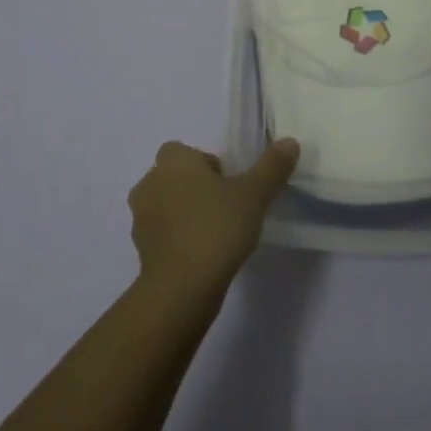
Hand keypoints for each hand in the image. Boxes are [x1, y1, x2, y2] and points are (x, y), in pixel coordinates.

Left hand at [127, 139, 298, 300]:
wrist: (182, 288)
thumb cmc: (217, 228)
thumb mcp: (254, 195)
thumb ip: (272, 167)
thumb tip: (290, 142)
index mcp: (173, 161)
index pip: (184, 151)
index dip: (205, 164)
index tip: (228, 184)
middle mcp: (150, 182)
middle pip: (174, 177)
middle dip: (195, 188)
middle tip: (225, 207)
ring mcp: (140, 218)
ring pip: (165, 205)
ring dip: (184, 213)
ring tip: (215, 233)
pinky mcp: (140, 249)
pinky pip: (162, 234)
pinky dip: (177, 239)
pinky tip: (201, 256)